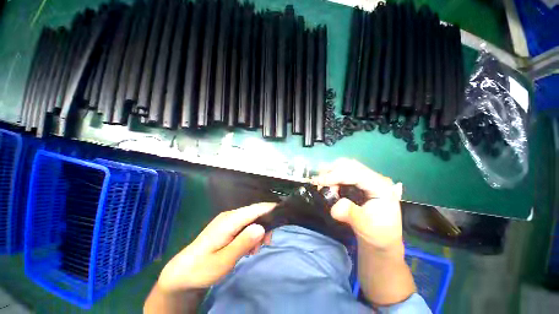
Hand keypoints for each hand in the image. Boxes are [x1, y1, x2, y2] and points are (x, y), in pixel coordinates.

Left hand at [157, 203, 275, 292]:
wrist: (184, 271)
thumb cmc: (203, 268)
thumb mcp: (224, 261)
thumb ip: (243, 243)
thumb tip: (261, 227)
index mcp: (229, 220)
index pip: (255, 209)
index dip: (270, 208)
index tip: (283, 214)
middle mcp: (230, 215)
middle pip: (255, 212)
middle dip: (265, 224)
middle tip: (267, 243)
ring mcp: (228, 220)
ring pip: (251, 219)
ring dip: (258, 231)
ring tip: (255, 250)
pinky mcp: (228, 226)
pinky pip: (245, 224)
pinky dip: (251, 234)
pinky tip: (248, 247)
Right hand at [312, 158, 403, 250]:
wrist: (381, 238)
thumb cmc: (377, 234)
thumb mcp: (366, 228)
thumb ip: (351, 215)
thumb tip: (335, 206)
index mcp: (381, 187)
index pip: (356, 174)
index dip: (336, 175)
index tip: (319, 181)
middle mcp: (374, 178)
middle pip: (350, 165)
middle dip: (331, 171)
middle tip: (318, 183)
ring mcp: (367, 178)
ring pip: (345, 166)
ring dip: (330, 172)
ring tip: (322, 184)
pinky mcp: (359, 181)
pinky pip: (343, 172)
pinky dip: (332, 175)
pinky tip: (327, 184)